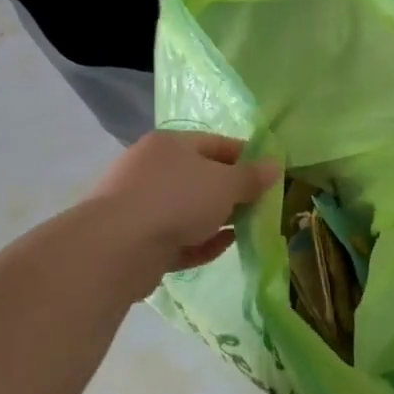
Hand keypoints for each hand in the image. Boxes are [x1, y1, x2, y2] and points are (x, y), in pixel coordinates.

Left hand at [90, 131, 278, 276]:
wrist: (117, 247)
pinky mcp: (137, 240)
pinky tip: (221, 248)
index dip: (246, 157)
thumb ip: (251, 177)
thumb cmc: (177, 200)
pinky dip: (199, 242)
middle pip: (201, 178)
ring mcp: (141, 205)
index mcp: (169, 144)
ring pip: (188, 210)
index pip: (216, 144)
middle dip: (232, 194)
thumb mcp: (224, 184)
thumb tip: (275, 165)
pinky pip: (176, 238)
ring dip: (217, 220)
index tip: (270, 176)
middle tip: (260, 207)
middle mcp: (151, 169)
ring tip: (246, 231)